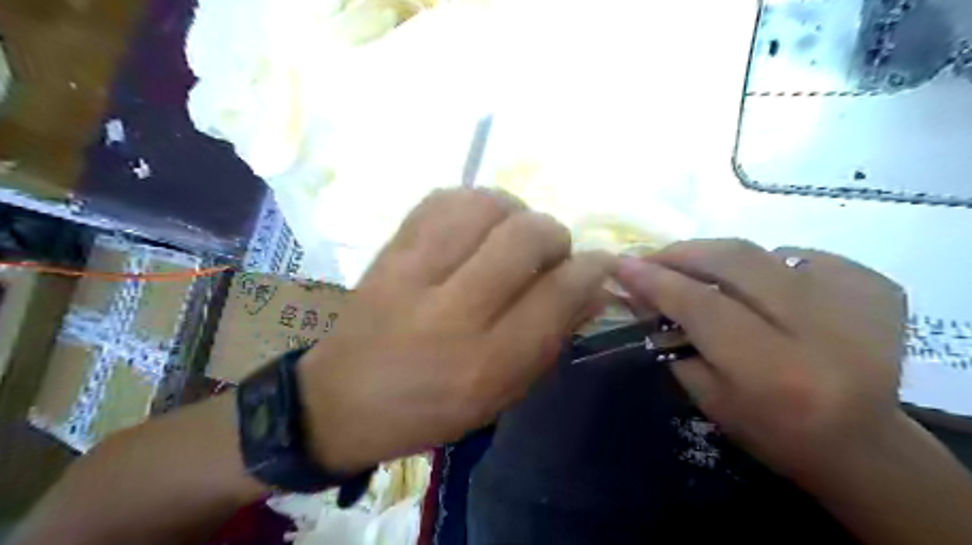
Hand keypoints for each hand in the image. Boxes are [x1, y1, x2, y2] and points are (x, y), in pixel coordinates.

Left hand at [299, 189, 614, 473]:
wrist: (344, 400)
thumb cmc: (432, 408)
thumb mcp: (502, 393)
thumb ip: (551, 338)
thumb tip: (593, 287)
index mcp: (488, 361)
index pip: (560, 292)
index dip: (592, 269)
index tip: (599, 264)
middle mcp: (453, 311)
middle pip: (526, 237)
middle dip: (554, 236)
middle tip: (549, 254)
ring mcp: (414, 273)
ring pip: (485, 206)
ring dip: (514, 213)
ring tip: (510, 236)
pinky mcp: (389, 250)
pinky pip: (443, 199)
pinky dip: (473, 204)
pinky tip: (475, 226)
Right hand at [619, 238, 906, 480]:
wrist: (864, 443)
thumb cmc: (773, 430)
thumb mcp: (708, 398)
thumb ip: (673, 340)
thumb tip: (641, 290)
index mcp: (775, 372)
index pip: (702, 305)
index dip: (657, 280)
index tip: (622, 263)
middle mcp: (822, 330)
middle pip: (736, 262)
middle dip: (684, 253)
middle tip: (653, 258)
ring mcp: (857, 301)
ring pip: (763, 252)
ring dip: (719, 258)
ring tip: (697, 272)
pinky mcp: (875, 286)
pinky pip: (798, 256)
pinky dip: (765, 265)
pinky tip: (758, 288)